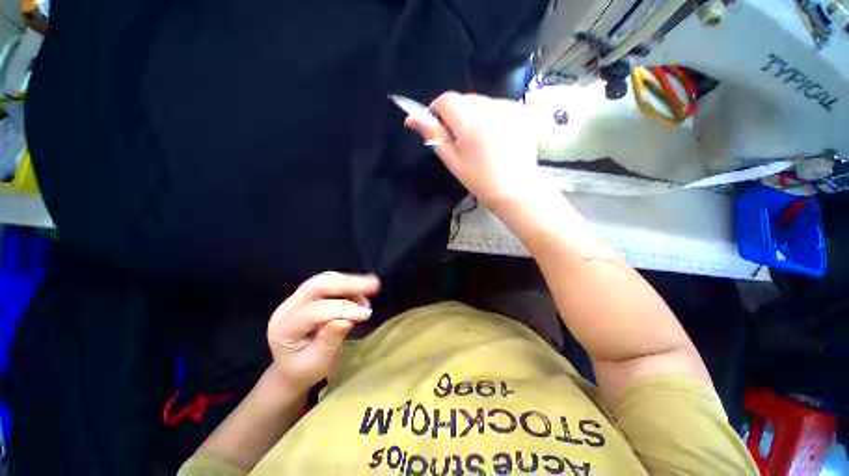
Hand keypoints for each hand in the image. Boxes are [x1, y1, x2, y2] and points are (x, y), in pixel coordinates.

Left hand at [266, 272, 380, 390]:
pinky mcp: (309, 296)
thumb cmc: (303, 371)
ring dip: (349, 282)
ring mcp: (297, 298)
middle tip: (373, 284)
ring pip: (324, 280)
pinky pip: (329, 283)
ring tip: (371, 288)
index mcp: (285, 327)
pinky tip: (361, 293)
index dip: (342, 309)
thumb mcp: (317, 363)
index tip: (366, 313)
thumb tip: (347, 319)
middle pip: (318, 285)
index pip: (315, 310)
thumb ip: (330, 340)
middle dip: (347, 283)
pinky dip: (347, 285)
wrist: (290, 369)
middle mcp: (288, 307)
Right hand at [404, 92, 541, 209]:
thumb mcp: (452, 160)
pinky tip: (496, 136)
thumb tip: (411, 117)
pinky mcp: (522, 111)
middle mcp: (492, 108)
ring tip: (481, 140)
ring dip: (475, 115)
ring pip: (482, 102)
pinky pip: (499, 106)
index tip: (440, 128)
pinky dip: (492, 116)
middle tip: (462, 140)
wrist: (514, 189)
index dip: (438, 111)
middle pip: (465, 98)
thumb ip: (433, 135)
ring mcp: (510, 108)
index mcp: (471, 122)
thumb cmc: (479, 180)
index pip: (446, 99)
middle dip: (458, 114)